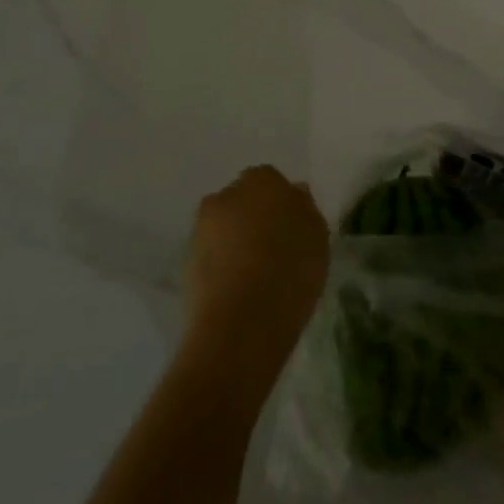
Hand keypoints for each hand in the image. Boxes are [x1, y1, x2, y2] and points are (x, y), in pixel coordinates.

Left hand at [185, 165, 328, 363]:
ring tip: (255, 272)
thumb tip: (294, 194)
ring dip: (236, 240)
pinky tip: (237, 287)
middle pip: (243, 200)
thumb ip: (305, 209)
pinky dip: (221, 264)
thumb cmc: (291, 271)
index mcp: (263, 181)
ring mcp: (202, 227)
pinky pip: (211, 254)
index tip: (291, 228)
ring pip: (225, 227)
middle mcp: (227, 195)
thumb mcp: (318, 237)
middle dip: (254, 217)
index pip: (271, 181)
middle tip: (273, 247)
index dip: (281, 204)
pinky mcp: (186, 261)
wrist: (241, 323)